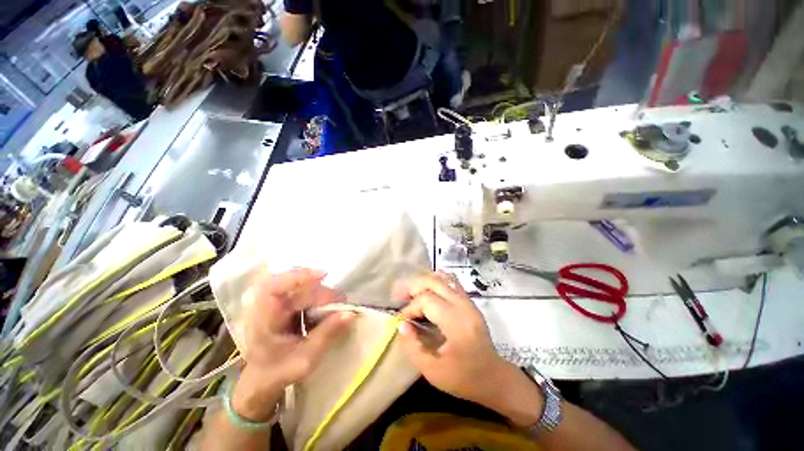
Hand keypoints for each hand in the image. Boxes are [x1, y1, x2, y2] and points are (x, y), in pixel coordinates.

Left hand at [232, 268, 353, 420]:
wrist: (261, 379)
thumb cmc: (277, 372)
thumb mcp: (304, 359)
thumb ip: (326, 335)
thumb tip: (350, 313)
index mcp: (261, 318)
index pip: (275, 285)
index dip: (299, 275)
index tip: (324, 275)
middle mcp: (263, 302)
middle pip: (298, 286)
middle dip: (323, 294)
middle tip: (342, 306)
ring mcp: (272, 299)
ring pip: (302, 286)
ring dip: (321, 296)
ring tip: (336, 311)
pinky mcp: (282, 300)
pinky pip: (302, 290)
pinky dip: (317, 298)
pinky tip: (324, 311)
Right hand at [395, 271, 511, 406]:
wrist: (494, 377)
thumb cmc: (464, 378)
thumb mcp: (433, 372)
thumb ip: (414, 347)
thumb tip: (402, 324)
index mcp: (457, 323)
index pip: (427, 301)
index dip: (410, 307)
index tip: (402, 320)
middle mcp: (463, 306)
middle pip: (434, 282)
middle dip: (413, 286)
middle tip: (399, 296)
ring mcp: (468, 301)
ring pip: (443, 279)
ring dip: (423, 281)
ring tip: (410, 290)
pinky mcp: (470, 302)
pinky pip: (452, 282)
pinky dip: (437, 279)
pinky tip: (427, 283)